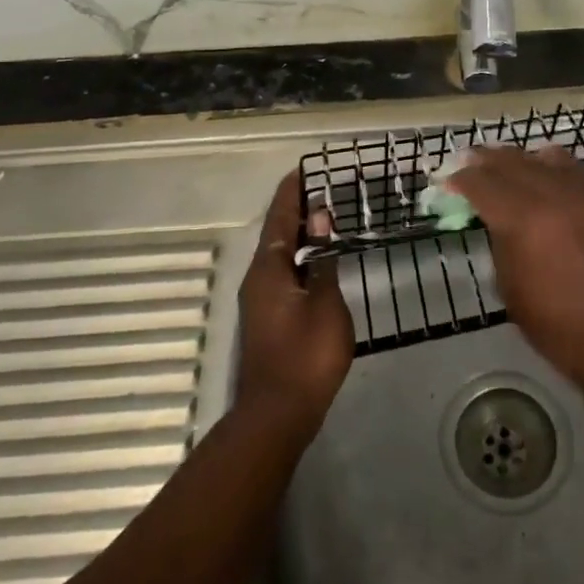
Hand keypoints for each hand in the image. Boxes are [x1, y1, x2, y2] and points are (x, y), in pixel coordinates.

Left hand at [234, 172, 353, 438]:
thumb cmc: (306, 355)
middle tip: (321, 188)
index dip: (292, 192)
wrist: (277, 414)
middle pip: (278, 234)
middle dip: (297, 209)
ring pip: (280, 255)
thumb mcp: (324, 304)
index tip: (304, 169)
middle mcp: (259, 278)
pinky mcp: (268, 318)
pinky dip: (300, 257)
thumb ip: (322, 261)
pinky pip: (283, 273)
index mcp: (269, 269)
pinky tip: (318, 261)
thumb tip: (320, 220)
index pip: (281, 218)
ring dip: (300, 234)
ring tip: (325, 217)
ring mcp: (260, 300)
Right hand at [446, 147, 583, 387]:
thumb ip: (500, 242)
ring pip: (543, 157)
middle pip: (510, 161)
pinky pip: (573, 170)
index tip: (446, 181)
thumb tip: (495, 219)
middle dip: (483, 160)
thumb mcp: (510, 287)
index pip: (481, 183)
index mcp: (522, 220)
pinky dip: (551, 166)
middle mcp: (552, 196)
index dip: (459, 179)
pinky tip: (543, 174)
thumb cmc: (557, 325)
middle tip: (466, 162)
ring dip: (518, 159)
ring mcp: (583, 194)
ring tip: (504, 166)